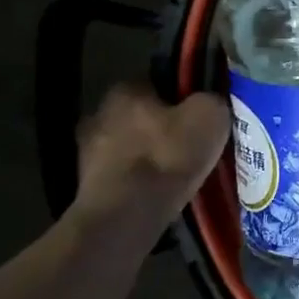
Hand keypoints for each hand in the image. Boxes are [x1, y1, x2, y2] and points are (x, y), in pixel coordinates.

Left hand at [74, 85, 229, 235]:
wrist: (126, 216)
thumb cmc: (168, 157)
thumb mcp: (210, 116)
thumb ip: (211, 99)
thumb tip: (210, 101)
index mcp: (125, 88)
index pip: (159, 81)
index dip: (184, 96)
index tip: (201, 114)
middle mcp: (99, 113)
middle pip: (142, 115)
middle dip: (165, 127)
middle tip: (193, 144)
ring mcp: (87, 152)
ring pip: (132, 146)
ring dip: (151, 156)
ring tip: (180, 173)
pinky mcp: (87, 186)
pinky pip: (124, 175)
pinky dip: (140, 181)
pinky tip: (161, 193)